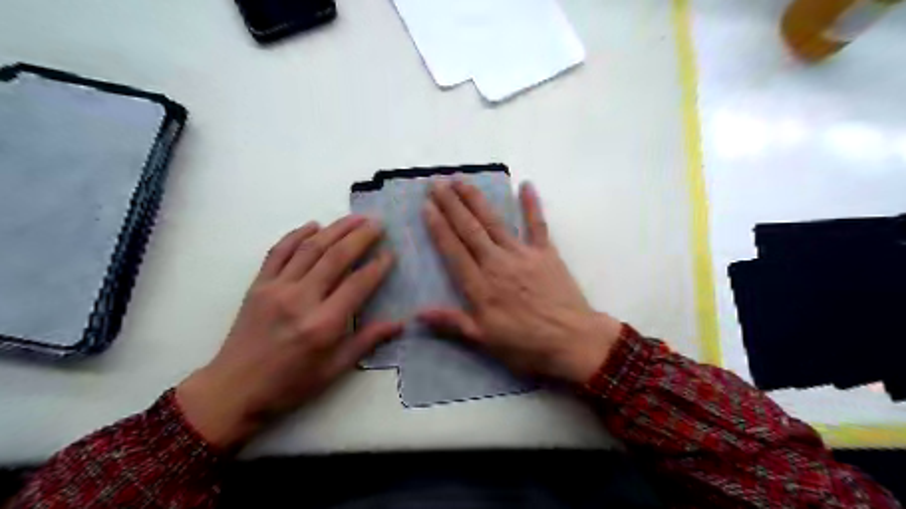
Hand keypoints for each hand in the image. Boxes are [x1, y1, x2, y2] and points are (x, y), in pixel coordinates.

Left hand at [174, 217, 398, 446]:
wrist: (233, 390)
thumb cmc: (290, 384)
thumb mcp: (334, 370)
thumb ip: (367, 341)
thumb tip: (400, 323)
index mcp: (323, 324)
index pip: (358, 284)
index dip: (378, 266)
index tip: (391, 254)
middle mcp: (301, 299)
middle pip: (336, 257)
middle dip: (360, 236)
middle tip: (378, 223)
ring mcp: (276, 288)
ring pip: (311, 248)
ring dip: (335, 229)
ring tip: (355, 217)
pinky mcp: (258, 285)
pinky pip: (279, 251)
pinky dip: (297, 234)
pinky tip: (314, 225)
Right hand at [419, 184, 623, 384]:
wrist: (573, 341)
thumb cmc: (527, 345)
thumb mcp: (485, 341)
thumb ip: (452, 323)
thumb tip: (418, 314)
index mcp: (480, 285)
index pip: (453, 250)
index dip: (439, 227)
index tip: (427, 206)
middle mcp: (497, 263)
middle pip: (470, 229)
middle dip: (451, 205)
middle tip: (436, 183)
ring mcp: (522, 254)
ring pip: (494, 222)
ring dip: (476, 200)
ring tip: (461, 180)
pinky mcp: (546, 253)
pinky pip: (538, 225)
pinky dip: (532, 204)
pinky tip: (526, 184)